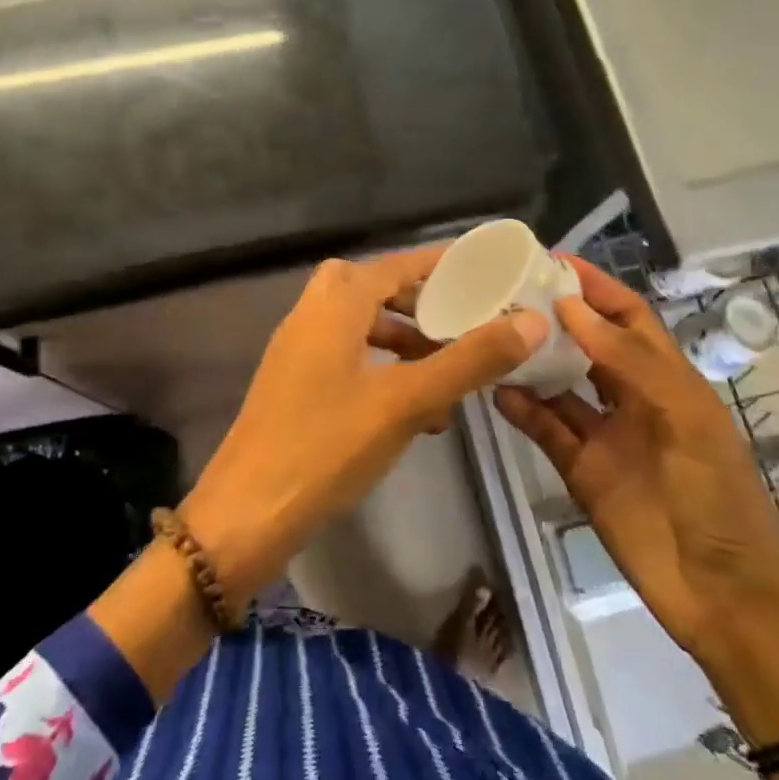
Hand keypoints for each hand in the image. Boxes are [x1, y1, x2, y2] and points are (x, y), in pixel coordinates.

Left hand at [182, 249, 548, 608]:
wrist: (246, 515)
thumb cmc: (326, 447)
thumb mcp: (406, 402)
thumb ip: (469, 360)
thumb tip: (532, 321)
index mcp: (333, 307)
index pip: (394, 266)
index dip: (438, 264)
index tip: (482, 271)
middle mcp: (309, 317)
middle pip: (368, 288)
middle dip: (415, 301)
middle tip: (457, 320)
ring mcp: (296, 353)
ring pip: (357, 326)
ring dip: (401, 340)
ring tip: (446, 372)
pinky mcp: (292, 387)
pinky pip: (344, 358)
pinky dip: (380, 369)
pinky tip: (413, 411)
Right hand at [494, 259, 778, 667]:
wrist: (722, 596)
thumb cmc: (718, 498)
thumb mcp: (686, 419)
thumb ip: (629, 362)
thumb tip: (572, 307)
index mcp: (668, 379)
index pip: (627, 317)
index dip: (595, 286)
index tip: (549, 261)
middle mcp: (633, 398)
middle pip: (588, 344)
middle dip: (554, 317)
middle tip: (505, 293)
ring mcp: (605, 435)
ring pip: (560, 385)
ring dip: (532, 361)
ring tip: (491, 335)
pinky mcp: (582, 471)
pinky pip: (546, 430)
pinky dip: (522, 411)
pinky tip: (495, 392)